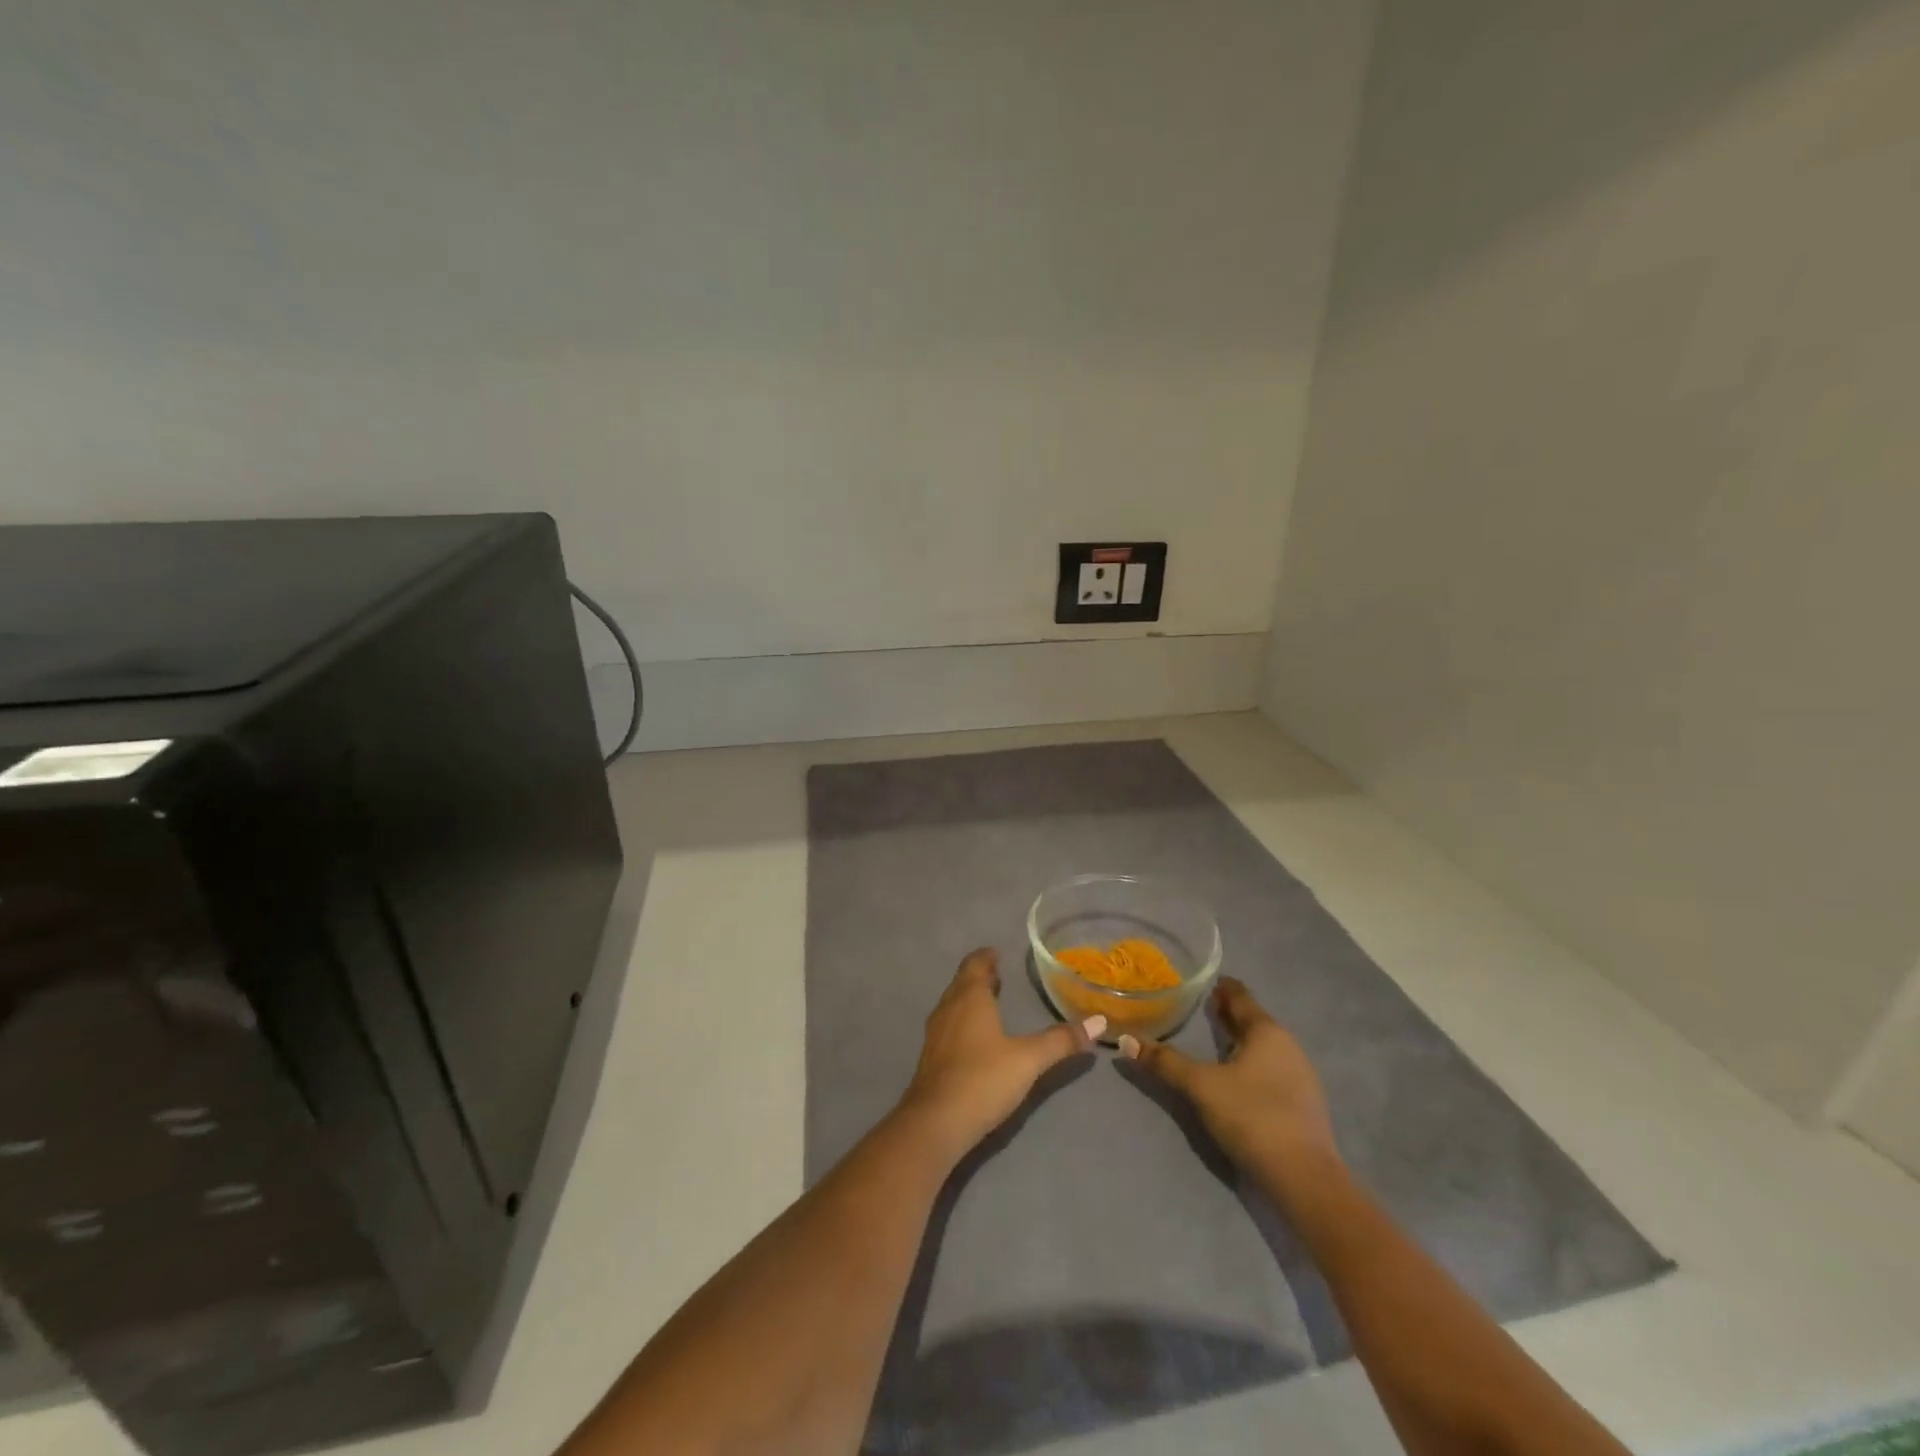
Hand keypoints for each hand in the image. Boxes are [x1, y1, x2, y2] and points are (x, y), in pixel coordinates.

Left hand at [900, 948, 1102, 1161]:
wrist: (936, 1122)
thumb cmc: (983, 1079)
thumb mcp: (1029, 1059)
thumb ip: (1061, 1040)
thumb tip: (1099, 1021)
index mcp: (970, 998)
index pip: (974, 965)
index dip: (985, 957)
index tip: (996, 953)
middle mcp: (949, 1008)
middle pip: (962, 982)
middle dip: (979, 976)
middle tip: (997, 974)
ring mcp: (936, 1033)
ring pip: (953, 1004)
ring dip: (969, 998)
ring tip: (988, 1000)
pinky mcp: (930, 1058)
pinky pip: (948, 1025)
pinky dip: (962, 1020)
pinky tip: (974, 1037)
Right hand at [1121, 976, 1339, 1192]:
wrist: (1304, 1178)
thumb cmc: (1251, 1115)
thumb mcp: (1200, 1086)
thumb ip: (1165, 1062)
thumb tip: (1128, 1040)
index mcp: (1267, 1031)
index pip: (1241, 997)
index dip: (1223, 988)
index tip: (1207, 981)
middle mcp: (1288, 1046)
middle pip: (1254, 1021)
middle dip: (1230, 1014)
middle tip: (1205, 1006)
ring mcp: (1301, 1076)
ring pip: (1264, 1047)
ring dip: (1241, 1040)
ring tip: (1217, 1040)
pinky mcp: (1303, 1105)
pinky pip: (1272, 1069)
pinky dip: (1252, 1063)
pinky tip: (1238, 1077)